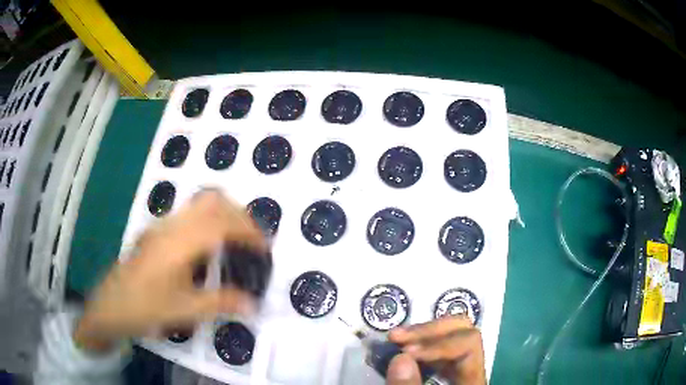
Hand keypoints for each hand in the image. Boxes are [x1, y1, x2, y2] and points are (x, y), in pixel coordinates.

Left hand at [74, 190, 267, 351]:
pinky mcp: (157, 231)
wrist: (111, 304)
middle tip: (254, 239)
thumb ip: (221, 303)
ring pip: (200, 204)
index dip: (248, 230)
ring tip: (237, 239)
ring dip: (224, 214)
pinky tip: (210, 246)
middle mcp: (172, 226)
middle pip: (212, 201)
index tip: (265, 247)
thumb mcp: (185, 310)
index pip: (221, 222)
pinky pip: (190, 214)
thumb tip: (254, 305)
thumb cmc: (145, 307)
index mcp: (179, 243)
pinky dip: (209, 220)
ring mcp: (162, 226)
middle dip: (239, 214)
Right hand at [386, 316, 485, 384]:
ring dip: (421, 334)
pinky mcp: (447, 370)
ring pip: (451, 336)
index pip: (470, 343)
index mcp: (474, 377)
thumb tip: (400, 357)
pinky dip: (419, 345)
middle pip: (464, 329)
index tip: (406, 351)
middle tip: (396, 336)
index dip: (439, 343)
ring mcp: (460, 365)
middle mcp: (472, 365)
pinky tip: (402, 349)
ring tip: (394, 338)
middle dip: (428, 330)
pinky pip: (438, 350)